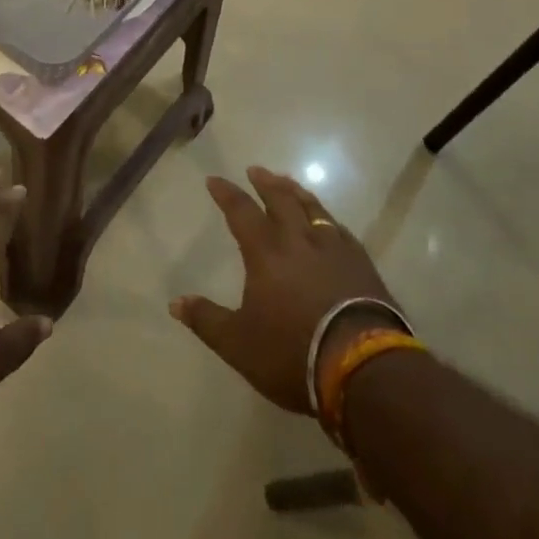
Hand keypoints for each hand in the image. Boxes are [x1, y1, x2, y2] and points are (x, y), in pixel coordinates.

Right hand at [171, 166, 396, 413]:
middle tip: (256, 170)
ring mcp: (334, 250)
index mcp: (266, 252)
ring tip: (288, 182)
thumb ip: (207, 320)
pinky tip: (329, 221)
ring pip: (313, 209)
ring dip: (297, 192)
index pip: (241, 211)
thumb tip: (175, 303)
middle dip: (265, 183)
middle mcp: (299, 240)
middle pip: (280, 200)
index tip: (214, 180)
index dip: (226, 194)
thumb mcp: (239, 345)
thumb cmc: (293, 354)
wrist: (364, 368)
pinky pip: (340, 230)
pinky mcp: (362, 264)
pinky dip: (328, 218)